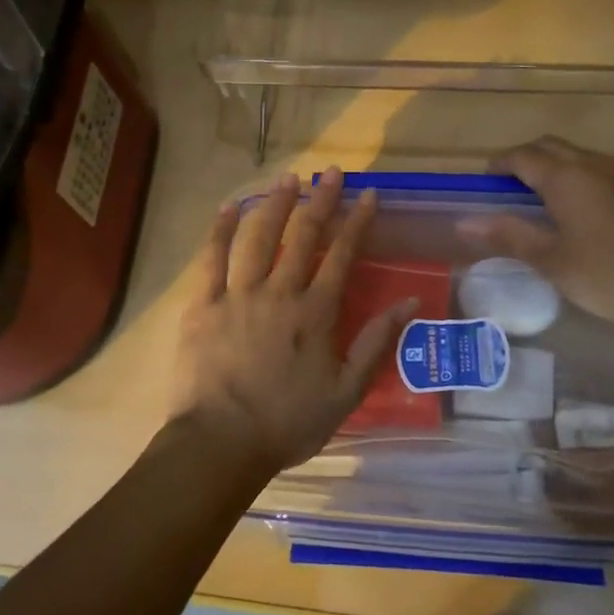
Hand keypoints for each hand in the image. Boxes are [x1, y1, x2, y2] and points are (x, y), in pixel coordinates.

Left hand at [169, 168, 417, 477]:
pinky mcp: (204, 305)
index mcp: (315, 312)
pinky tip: (227, 208)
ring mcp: (238, 295)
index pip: (342, 255)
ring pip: (258, 237)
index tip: (368, 195)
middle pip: (303, 235)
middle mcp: (280, 292)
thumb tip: (409, 302)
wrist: (220, 443)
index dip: (357, 221)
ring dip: (275, 203)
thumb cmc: (288, 423)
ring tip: (287, 177)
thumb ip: (376, 343)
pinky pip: (211, 259)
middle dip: (320, 199)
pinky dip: (219, 231)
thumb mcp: (346, 391)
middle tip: (331, 171)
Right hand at [456, 136, 613, 346]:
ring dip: (562, 166)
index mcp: (566, 177)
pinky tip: (601, 200)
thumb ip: (508, 235)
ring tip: (554, 197)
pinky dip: (596, 175)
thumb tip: (465, 220)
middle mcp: (597, 163)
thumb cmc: (608, 277)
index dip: (500, 164)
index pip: (522, 156)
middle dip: (528, 159)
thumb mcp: (551, 261)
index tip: (487, 180)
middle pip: (553, 147)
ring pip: (586, 156)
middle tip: (513, 187)